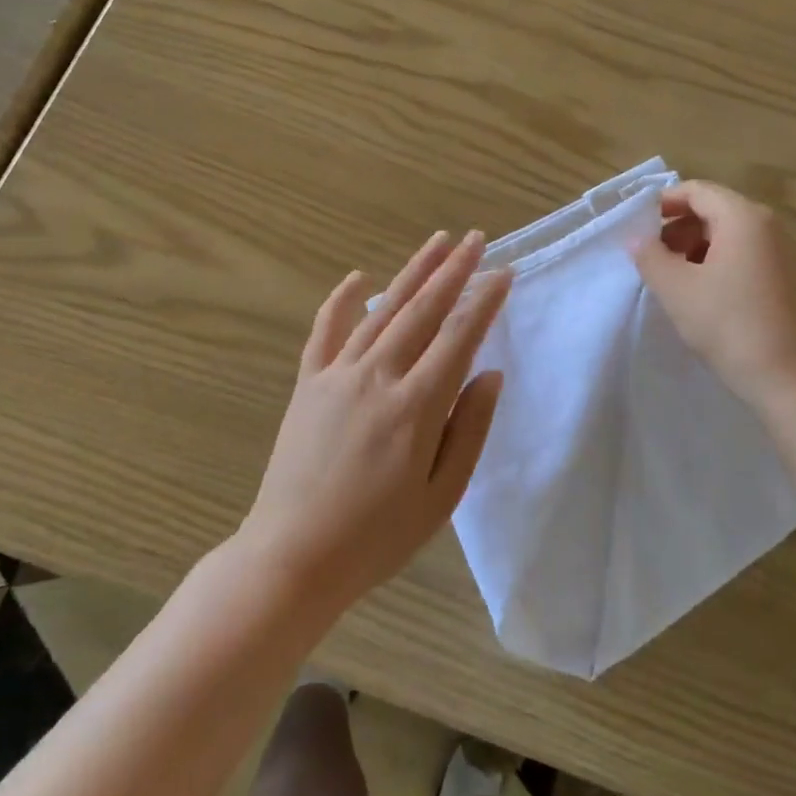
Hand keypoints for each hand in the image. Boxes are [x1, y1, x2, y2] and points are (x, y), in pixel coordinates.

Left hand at [240, 230, 511, 611]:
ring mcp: (337, 375)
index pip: (459, 337)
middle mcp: (377, 377)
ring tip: (437, 242)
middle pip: (422, 310)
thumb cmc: (376, 537)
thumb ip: (469, 430)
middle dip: (453, 271)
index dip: (484, 300)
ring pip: (382, 311)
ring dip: (412, 273)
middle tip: (476, 238)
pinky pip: (326, 331)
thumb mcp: (440, 497)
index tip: (504, 272)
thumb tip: (490, 373)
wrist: (292, 557)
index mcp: (416, 406)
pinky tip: (359, 277)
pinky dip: (343, 300)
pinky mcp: (308, 384)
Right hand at [633, 181, 795, 410]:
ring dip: (697, 246)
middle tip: (652, 255)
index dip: (663, 202)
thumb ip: (650, 256)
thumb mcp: (676, 289)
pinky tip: (704, 293)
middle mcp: (769, 226)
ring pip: (731, 234)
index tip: (638, 226)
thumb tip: (637, 238)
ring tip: (674, 277)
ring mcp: (785, 253)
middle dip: (679, 226)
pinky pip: (747, 255)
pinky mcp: (791, 279)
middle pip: (715, 209)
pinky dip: (720, 262)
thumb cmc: (728, 325)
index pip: (697, 191)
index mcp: (743, 217)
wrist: (792, 379)